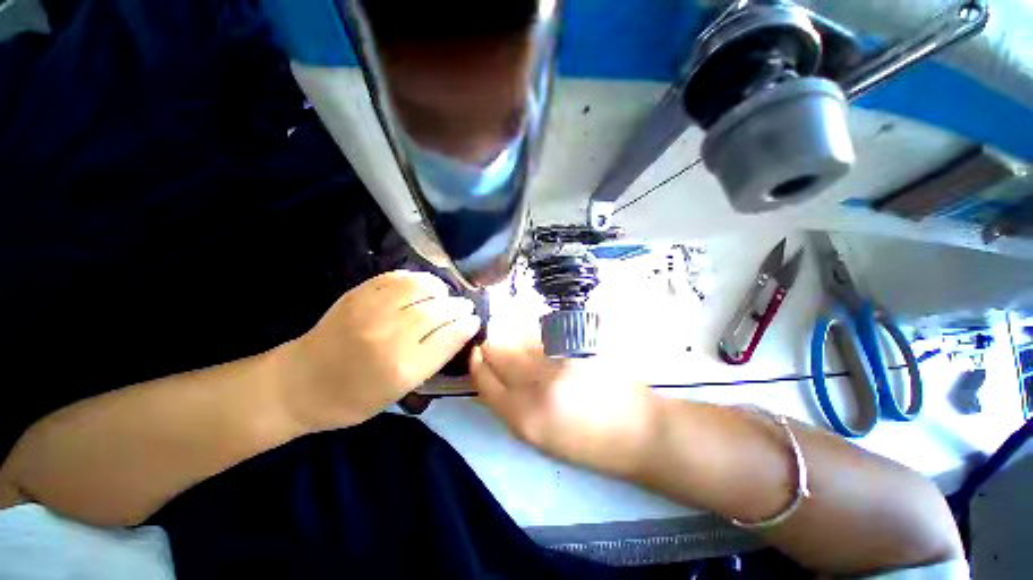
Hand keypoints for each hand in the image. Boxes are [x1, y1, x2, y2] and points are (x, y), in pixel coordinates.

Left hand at [275, 271, 480, 431]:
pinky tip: (421, 287)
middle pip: (437, 311)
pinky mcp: (356, 295)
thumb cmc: (352, 398)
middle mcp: (388, 337)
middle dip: (458, 307)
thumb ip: (431, 362)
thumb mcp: (398, 392)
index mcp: (401, 368)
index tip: (475, 321)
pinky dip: (416, 279)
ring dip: (440, 289)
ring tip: (443, 295)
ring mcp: (370, 311)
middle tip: (465, 307)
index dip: (466, 326)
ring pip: (420, 287)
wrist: (298, 384)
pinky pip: (396, 277)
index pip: (448, 338)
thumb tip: (458, 333)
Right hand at [470, 325, 660, 477]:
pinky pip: (543, 330)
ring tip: (506, 314)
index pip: (485, 384)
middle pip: (498, 354)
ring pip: (519, 336)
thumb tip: (500, 378)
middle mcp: (535, 388)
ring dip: (508, 324)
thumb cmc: (592, 444)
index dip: (477, 365)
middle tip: (490, 333)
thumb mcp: (543, 438)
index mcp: (524, 420)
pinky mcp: (576, 346)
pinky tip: (527, 312)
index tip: (476, 352)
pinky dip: (531, 321)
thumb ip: (516, 407)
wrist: (640, 431)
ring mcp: (558, 362)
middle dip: (489, 342)